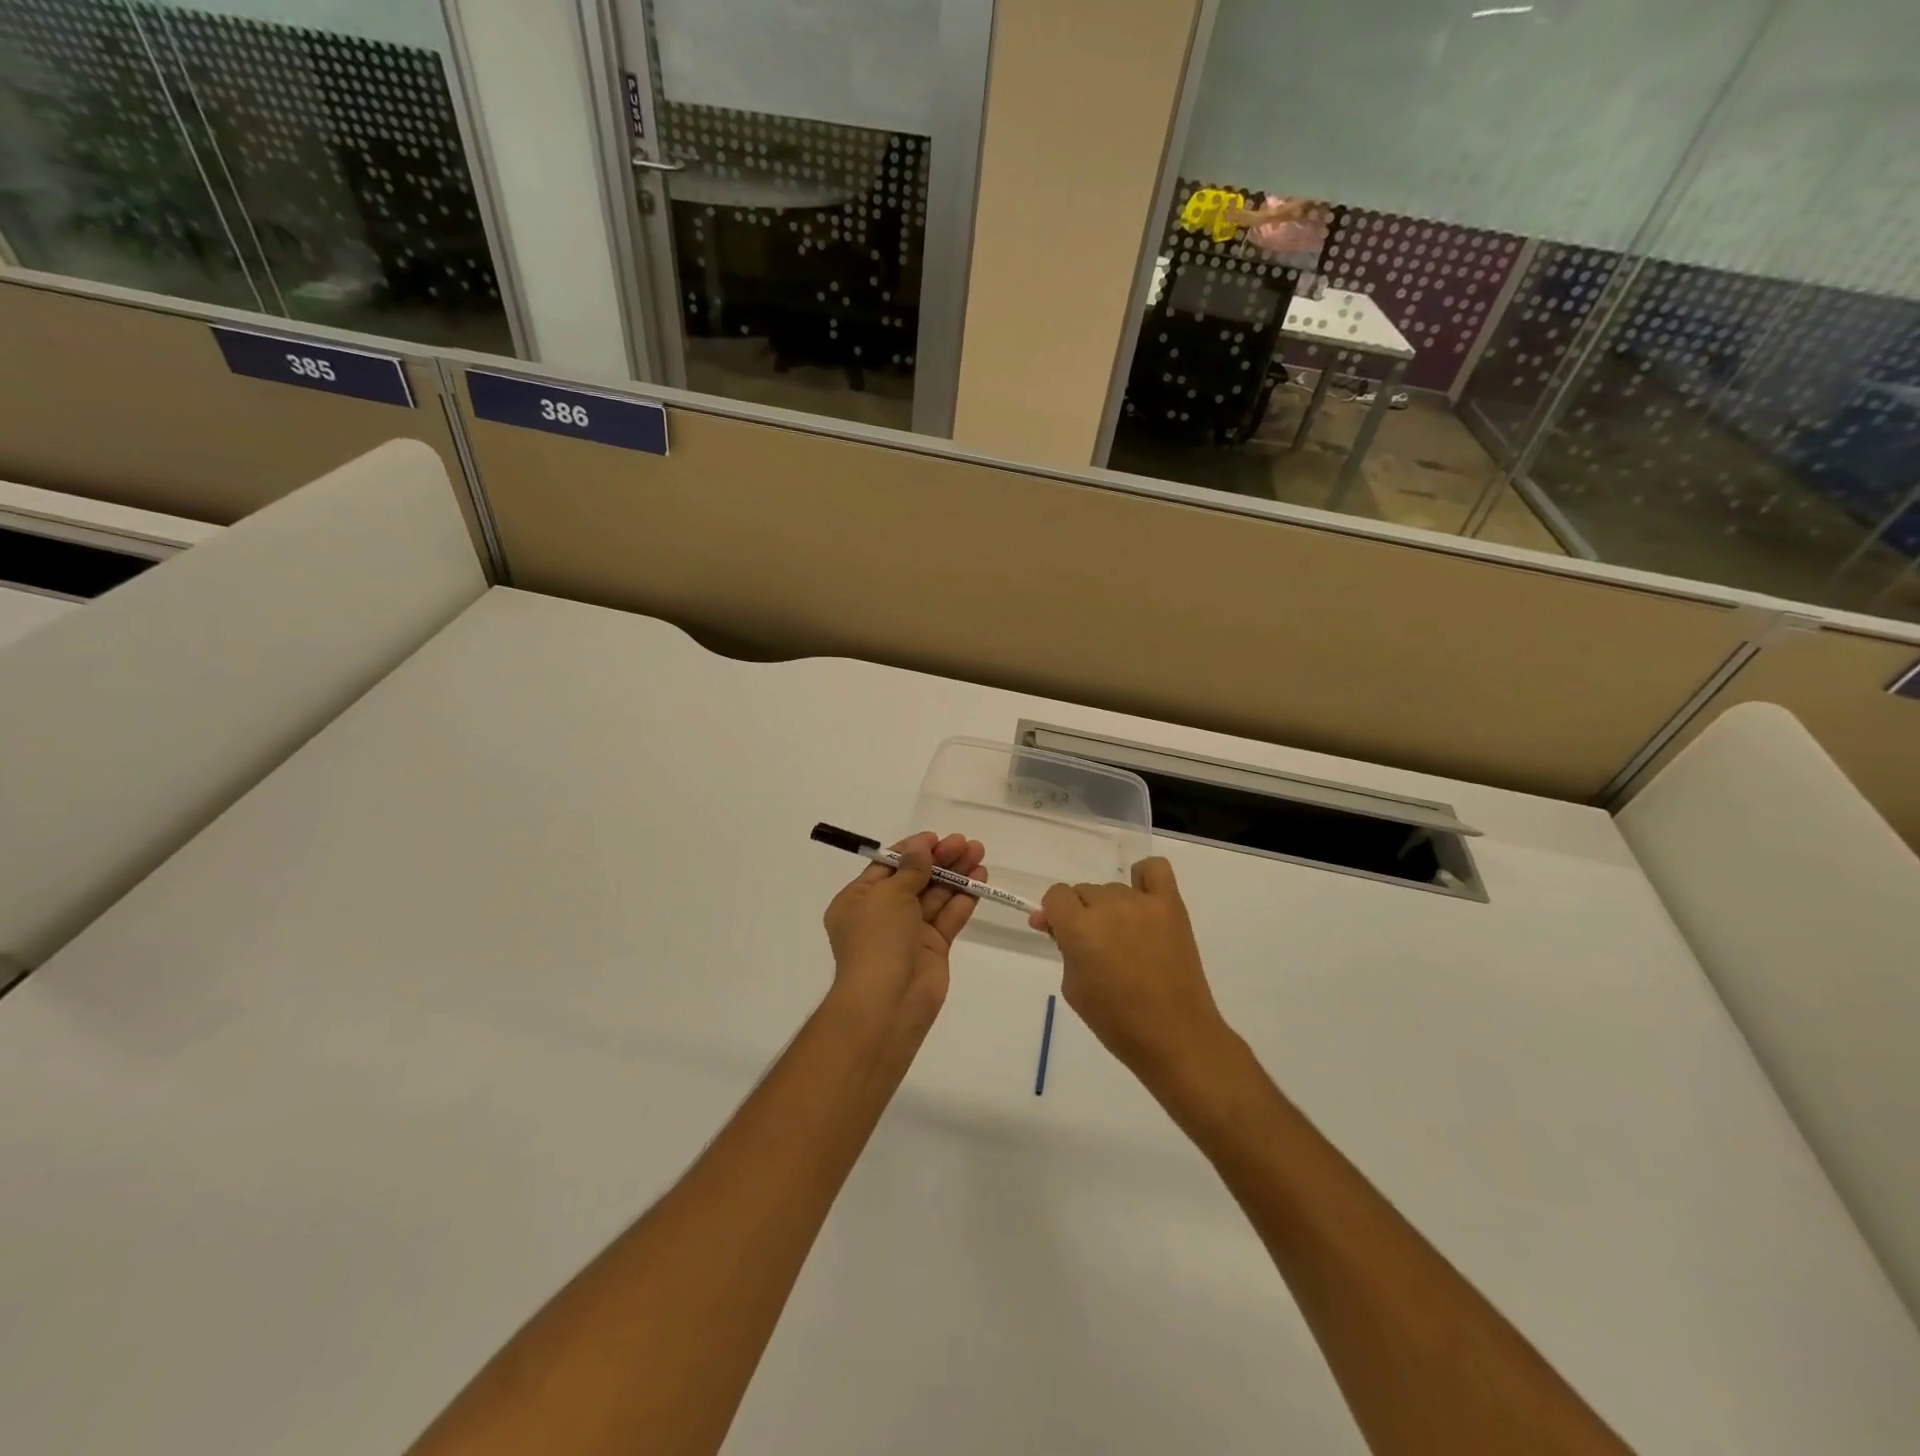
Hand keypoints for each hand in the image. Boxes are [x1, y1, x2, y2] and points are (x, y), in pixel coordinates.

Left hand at [822, 832, 985, 1047]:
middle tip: (966, 843)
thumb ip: (910, 869)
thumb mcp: (888, 895)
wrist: (887, 1003)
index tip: (936, 838)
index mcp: (858, 900)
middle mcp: (882, 914)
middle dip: (940, 860)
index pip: (887, 866)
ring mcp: (909, 933)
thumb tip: (920, 848)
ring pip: (935, 896)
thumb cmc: (877, 940)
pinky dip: (963, 899)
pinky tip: (980, 881)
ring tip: (979, 855)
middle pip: (915, 879)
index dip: (912, 850)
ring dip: (956, 875)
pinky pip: (948, 918)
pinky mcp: (933, 949)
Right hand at [1030, 857, 1228, 1086]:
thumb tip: (1057, 925)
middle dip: (1081, 915)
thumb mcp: (1073, 988)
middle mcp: (1109, 906)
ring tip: (1124, 939)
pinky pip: (1155, 869)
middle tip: (1094, 947)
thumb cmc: (1117, 1022)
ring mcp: (1143, 903)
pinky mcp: (1171, 905)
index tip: (1059, 934)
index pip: (1056, 896)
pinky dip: (1143, 879)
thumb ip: (1064, 948)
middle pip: (1084, 892)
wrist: (1175, 1037)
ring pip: (1113, 889)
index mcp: (1080, 928)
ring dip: (1110, 909)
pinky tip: (1142, 901)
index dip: (1054, 914)